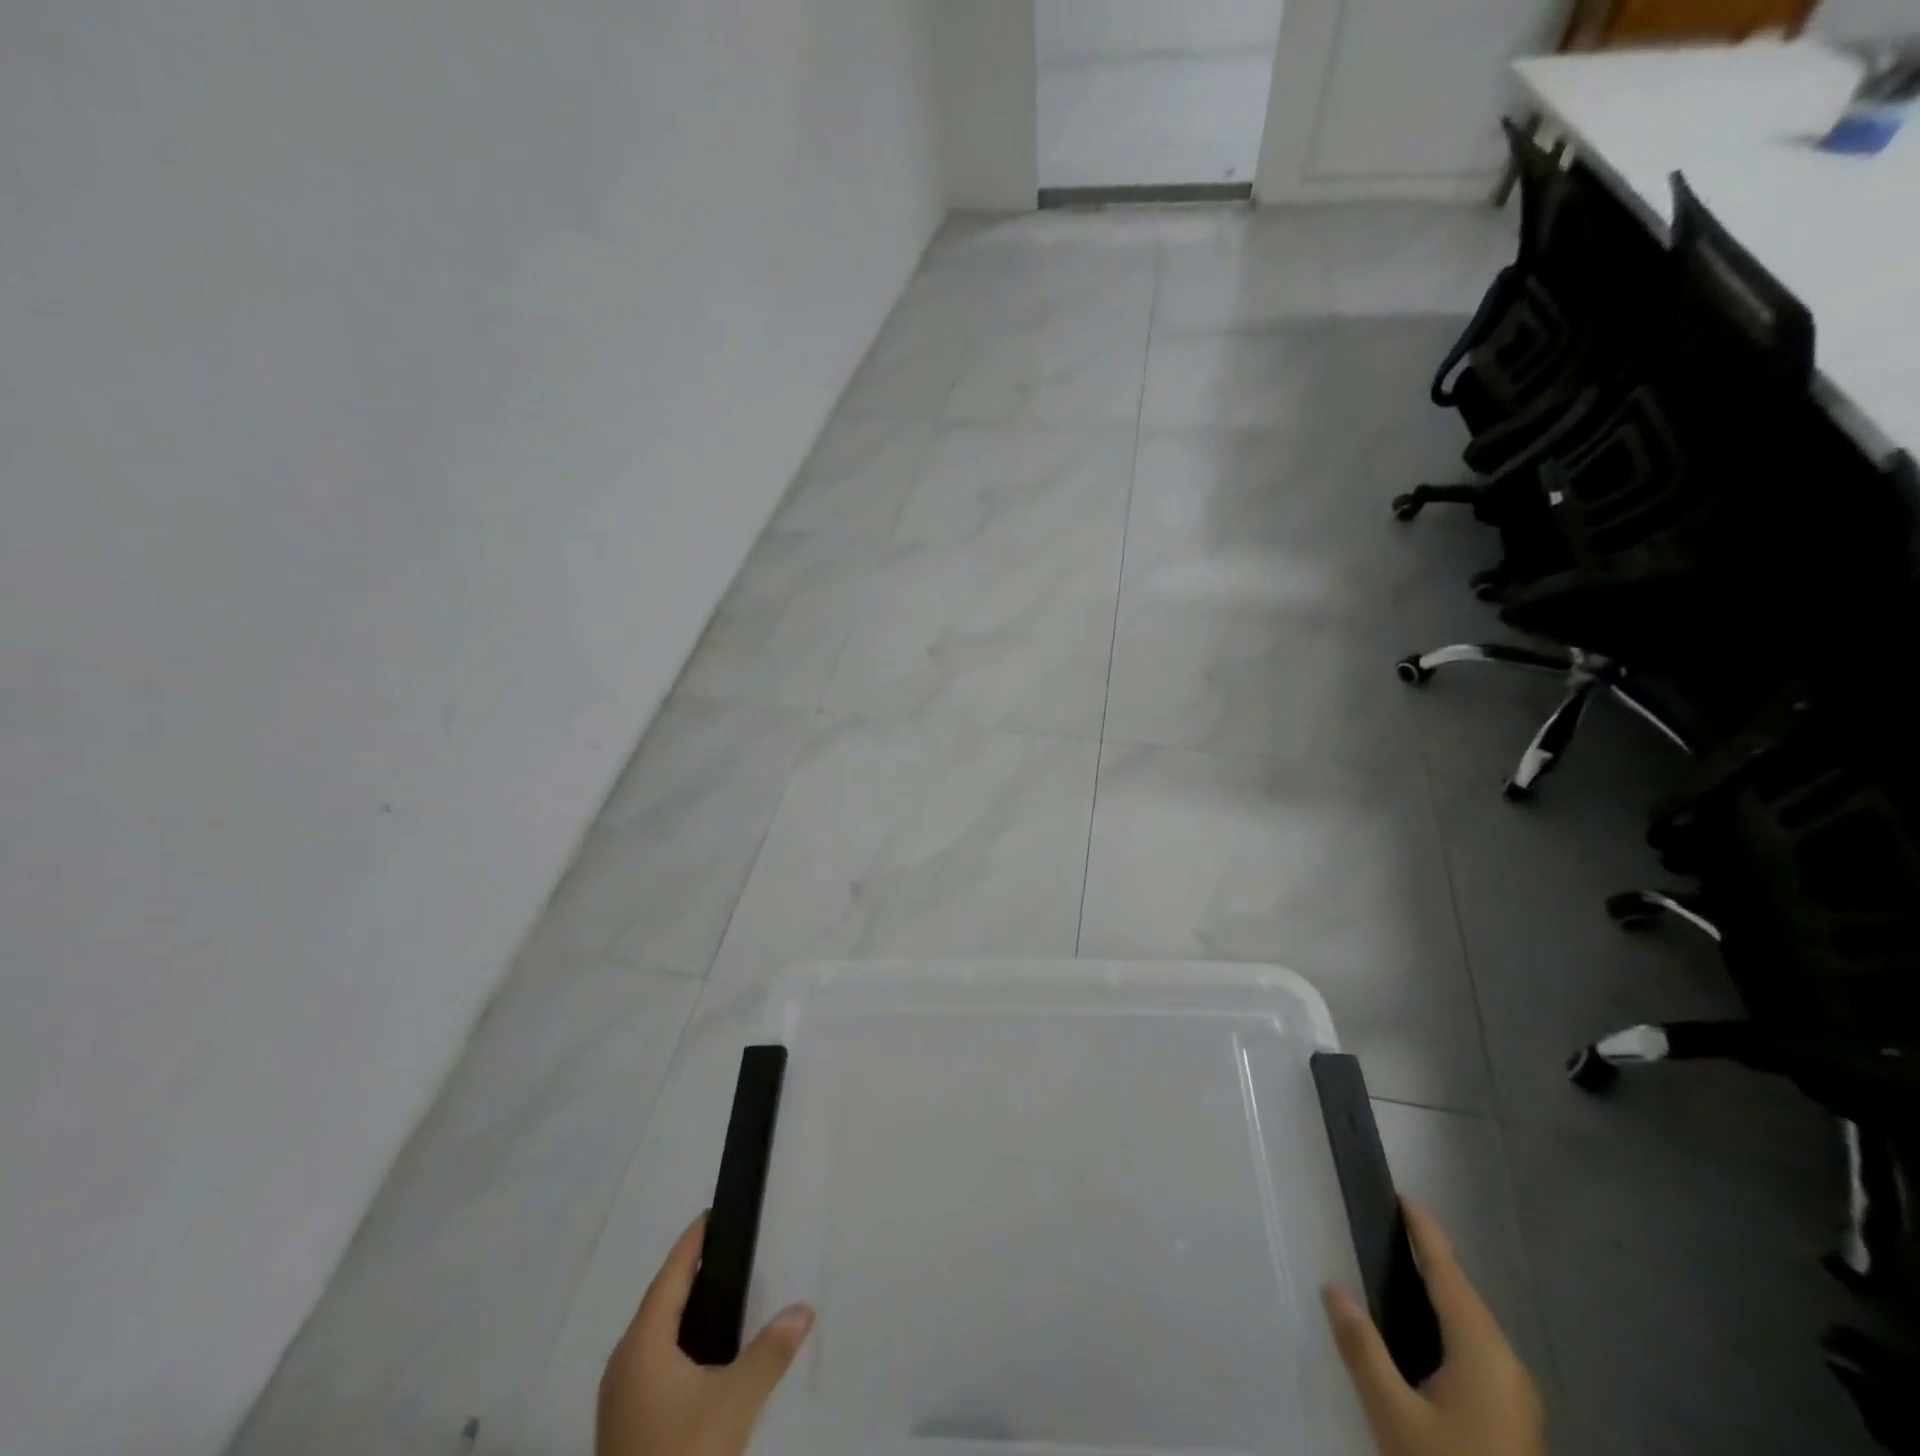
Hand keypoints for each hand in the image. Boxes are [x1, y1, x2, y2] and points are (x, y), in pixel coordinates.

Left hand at [598, 1213, 814, 1455]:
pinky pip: (652, 1364)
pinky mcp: (625, 1427)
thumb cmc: (682, 1454)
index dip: (691, 1244)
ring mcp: (619, 1399)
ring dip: (681, 1312)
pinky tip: (699, 1356)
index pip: (670, 1276)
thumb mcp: (734, 1402)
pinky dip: (676, 1343)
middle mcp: (624, 1364)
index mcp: (642, 1345)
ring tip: (717, 1295)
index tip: (710, 1214)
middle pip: (658, 1303)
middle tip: (722, 1249)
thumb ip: (770, 1352)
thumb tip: (803, 1309)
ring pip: (653, 1337)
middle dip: (688, 1274)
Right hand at [1322, 1201, 1547, 1455]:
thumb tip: (1332, 1288)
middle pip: (1464, 1296)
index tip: (1405, 1197)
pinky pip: (1476, 1349)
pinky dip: (1448, 1323)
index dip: (1426, 1234)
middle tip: (1393, 1226)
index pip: (1448, 1274)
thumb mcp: (1394, 1416)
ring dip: (1440, 1292)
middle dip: (1432, 1259)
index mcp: (1482, 1352)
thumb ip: (1362, 1348)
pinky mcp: (1512, 1419)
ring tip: (1403, 1267)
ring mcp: (1515, 1396)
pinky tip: (1425, 1331)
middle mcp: (1507, 1365)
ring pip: (1472, 1325)